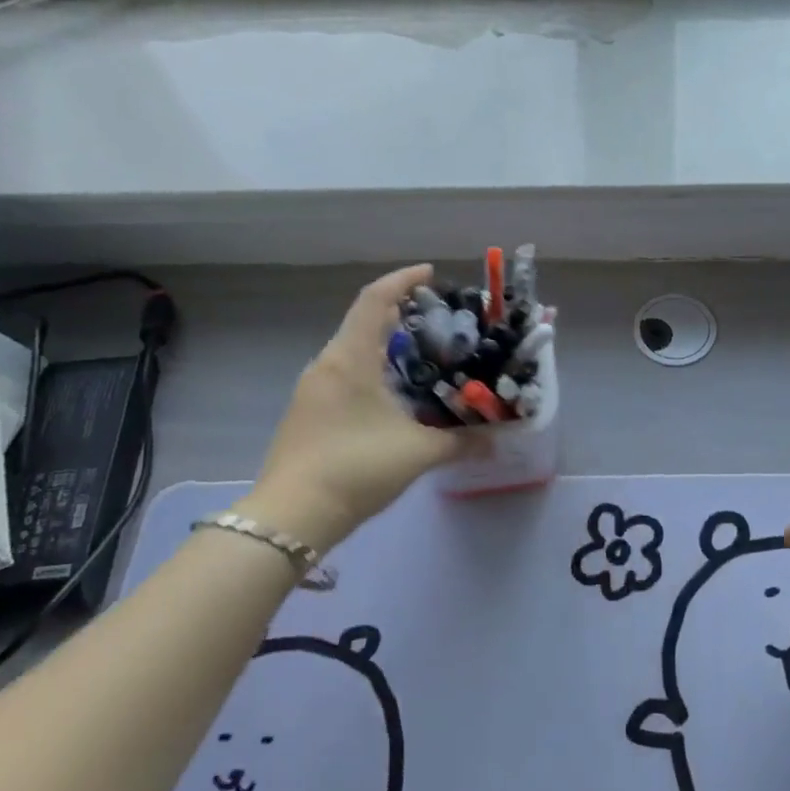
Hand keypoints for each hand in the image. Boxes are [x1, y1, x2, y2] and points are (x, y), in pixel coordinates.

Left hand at [236, 265, 468, 547]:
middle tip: (439, 322)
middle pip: (363, 322)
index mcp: (350, 359)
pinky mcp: (308, 413)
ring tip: (424, 357)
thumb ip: (462, 442)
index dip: (403, 280)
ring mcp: (312, 389)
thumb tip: (497, 439)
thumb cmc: (356, 468)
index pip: (375, 300)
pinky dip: (373, 369)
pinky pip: (345, 374)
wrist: (291, 516)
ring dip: (386, 344)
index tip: (430, 273)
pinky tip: (396, 396)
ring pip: (353, 351)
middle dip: (400, 314)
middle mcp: (327, 364)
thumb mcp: (418, 453)